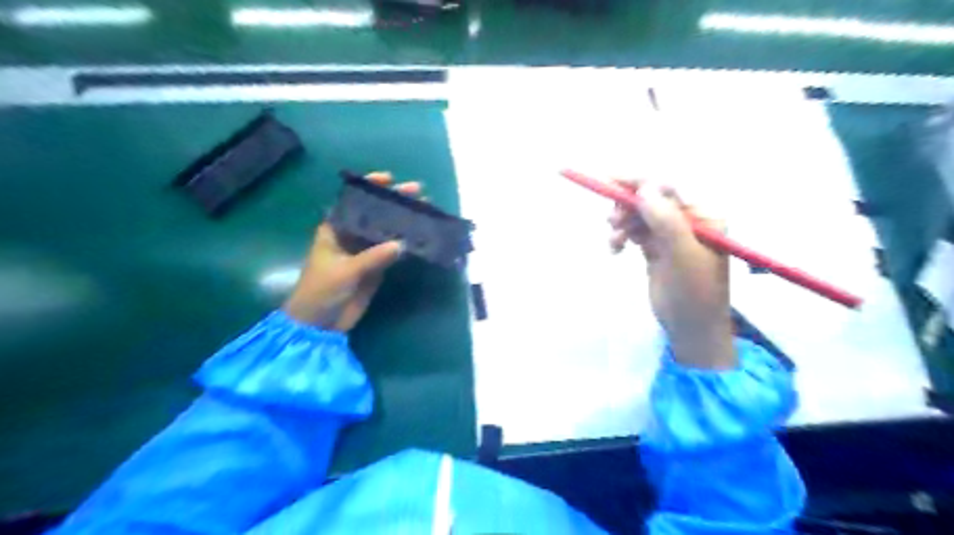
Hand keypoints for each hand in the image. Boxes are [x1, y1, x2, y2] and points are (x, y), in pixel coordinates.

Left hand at [280, 171, 419, 328]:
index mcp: (334, 229)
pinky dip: (405, 244)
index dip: (369, 187)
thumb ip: (372, 258)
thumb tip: (402, 244)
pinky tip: (420, 236)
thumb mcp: (344, 272)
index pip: (352, 201)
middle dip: (393, 202)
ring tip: (425, 210)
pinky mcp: (375, 268)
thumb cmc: (321, 291)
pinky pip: (392, 252)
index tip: (388, 178)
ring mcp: (364, 252)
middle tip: (418, 192)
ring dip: (403, 222)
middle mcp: (350, 236)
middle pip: (374, 214)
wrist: (319, 324)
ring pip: (386, 231)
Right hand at [607, 181, 732, 368]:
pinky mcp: (656, 249)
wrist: (691, 329)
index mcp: (703, 216)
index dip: (639, 182)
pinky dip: (622, 236)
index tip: (610, 181)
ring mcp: (671, 235)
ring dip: (622, 224)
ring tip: (613, 241)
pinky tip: (615, 249)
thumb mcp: (682, 256)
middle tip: (611, 221)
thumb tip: (646, 187)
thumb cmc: (694, 293)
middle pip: (650, 200)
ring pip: (639, 216)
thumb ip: (666, 220)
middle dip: (627, 207)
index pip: (668, 189)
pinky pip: (635, 232)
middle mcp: (687, 221)